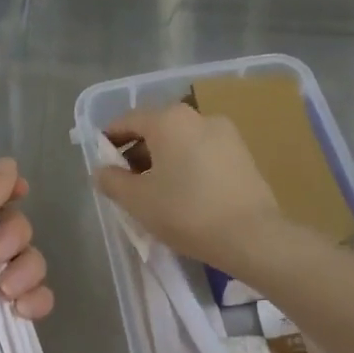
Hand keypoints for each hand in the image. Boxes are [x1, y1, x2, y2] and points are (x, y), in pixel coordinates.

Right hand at [94, 103, 289, 272]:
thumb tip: (102, 170)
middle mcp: (198, 116)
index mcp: (168, 120)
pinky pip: (204, 153)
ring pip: (182, 141)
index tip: (102, 161)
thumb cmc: (186, 212)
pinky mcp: (243, 154)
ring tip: (156, 191)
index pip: (128, 121)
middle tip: (126, 182)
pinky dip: (188, 165)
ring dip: (164, 160)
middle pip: (157, 129)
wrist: (251, 236)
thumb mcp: (137, 200)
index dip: (109, 139)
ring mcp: (226, 133)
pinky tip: (185, 194)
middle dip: (137, 152)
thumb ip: (112, 181)